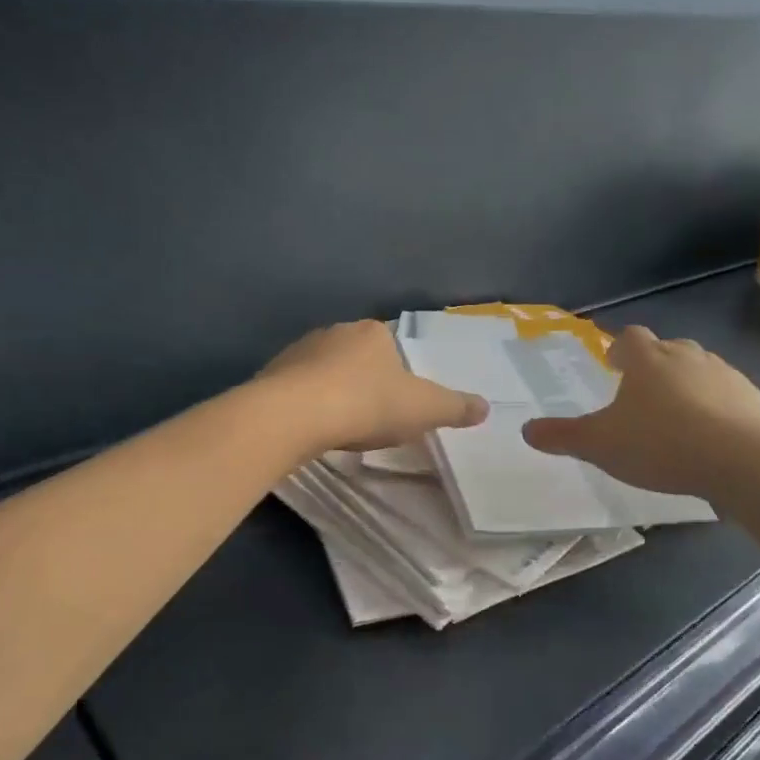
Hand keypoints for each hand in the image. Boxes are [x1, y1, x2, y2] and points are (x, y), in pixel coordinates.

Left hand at [258, 320, 488, 452]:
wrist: (295, 414)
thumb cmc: (368, 404)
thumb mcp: (424, 409)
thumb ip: (456, 407)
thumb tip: (486, 406)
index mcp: (373, 332)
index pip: (391, 346)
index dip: (397, 374)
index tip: (397, 403)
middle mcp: (335, 331)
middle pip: (357, 357)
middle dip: (364, 383)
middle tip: (371, 417)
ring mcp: (299, 350)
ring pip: (324, 371)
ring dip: (333, 393)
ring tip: (340, 426)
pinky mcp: (273, 373)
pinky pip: (297, 388)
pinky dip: (307, 404)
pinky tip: (311, 428)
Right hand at [522, 325, 759, 494]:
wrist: (742, 461)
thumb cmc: (660, 444)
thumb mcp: (599, 445)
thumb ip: (562, 436)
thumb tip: (526, 429)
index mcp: (648, 360)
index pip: (630, 338)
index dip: (619, 348)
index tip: (613, 364)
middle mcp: (688, 357)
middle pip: (669, 349)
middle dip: (655, 365)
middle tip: (643, 392)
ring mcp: (727, 376)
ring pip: (701, 370)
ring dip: (688, 386)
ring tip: (677, 417)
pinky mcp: (756, 400)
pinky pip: (730, 398)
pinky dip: (718, 410)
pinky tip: (711, 439)